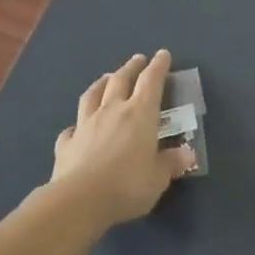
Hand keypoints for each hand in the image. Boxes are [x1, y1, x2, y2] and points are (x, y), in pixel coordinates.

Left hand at [50, 50, 194, 227]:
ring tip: (107, 78)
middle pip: (121, 80)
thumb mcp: (159, 177)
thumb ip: (172, 163)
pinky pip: (72, 128)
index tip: (163, 54)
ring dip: (102, 83)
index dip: (158, 66)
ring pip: (93, 95)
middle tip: (138, 59)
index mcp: (140, 113)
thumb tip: (188, 154)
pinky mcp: (66, 144)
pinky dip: (77, 124)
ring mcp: (86, 125)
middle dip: (131, 67)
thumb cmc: (128, 184)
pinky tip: (76, 127)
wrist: (79, 200)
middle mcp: (112, 111)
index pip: (151, 81)